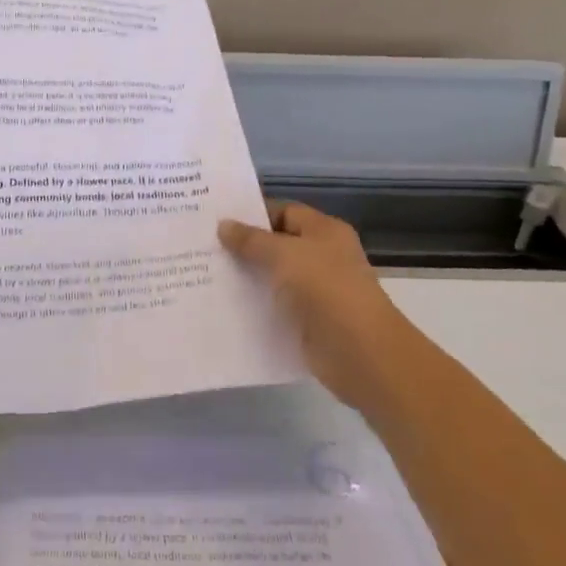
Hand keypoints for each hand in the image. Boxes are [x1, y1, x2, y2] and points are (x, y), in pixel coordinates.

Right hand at [219, 201, 403, 411]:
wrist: (361, 353)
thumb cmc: (326, 289)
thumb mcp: (284, 255)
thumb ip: (251, 240)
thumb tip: (223, 225)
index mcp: (324, 232)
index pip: (283, 211)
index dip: (252, 214)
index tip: (217, 219)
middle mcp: (322, 257)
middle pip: (276, 245)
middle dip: (244, 246)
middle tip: (203, 245)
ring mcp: (316, 291)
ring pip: (273, 277)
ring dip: (246, 277)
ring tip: (204, 273)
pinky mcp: (307, 322)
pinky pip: (275, 307)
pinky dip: (254, 306)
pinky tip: (223, 306)